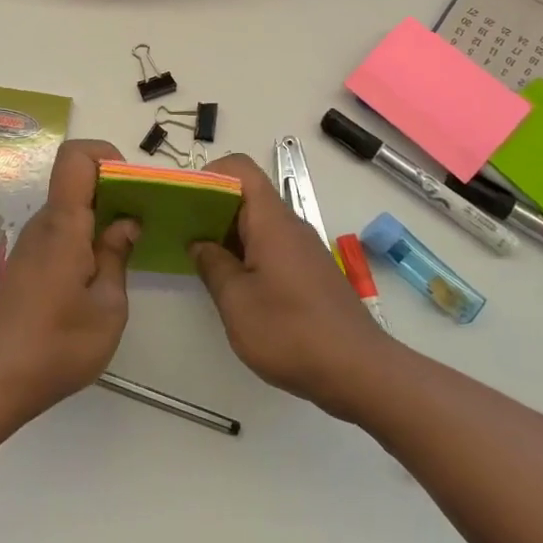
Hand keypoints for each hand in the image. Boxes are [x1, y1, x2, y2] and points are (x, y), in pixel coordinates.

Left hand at [0, 140, 135, 419]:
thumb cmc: (58, 346)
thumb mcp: (108, 308)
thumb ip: (117, 257)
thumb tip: (126, 223)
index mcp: (63, 225)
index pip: (75, 157)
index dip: (106, 155)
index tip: (133, 185)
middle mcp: (43, 225)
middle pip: (76, 182)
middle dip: (113, 192)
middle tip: (141, 224)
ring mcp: (31, 244)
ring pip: (69, 210)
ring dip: (100, 220)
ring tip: (125, 255)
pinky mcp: (26, 264)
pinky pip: (60, 233)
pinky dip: (84, 239)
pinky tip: (98, 277)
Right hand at [190, 153, 392, 418]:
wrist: (361, 373)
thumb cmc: (292, 333)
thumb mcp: (237, 302)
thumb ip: (213, 266)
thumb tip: (200, 243)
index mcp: (271, 221)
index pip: (240, 168)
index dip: (209, 174)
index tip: (185, 200)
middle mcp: (289, 226)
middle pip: (247, 195)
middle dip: (211, 206)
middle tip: (182, 231)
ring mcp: (303, 249)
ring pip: (258, 223)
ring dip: (227, 233)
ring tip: (199, 259)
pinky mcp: (310, 273)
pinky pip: (271, 246)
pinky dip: (246, 253)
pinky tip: (232, 285)